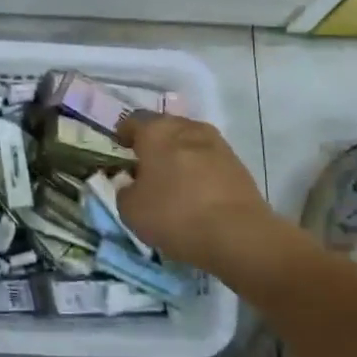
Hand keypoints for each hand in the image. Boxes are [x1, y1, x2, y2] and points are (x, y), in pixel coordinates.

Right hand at [116, 112, 274, 269]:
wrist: (238, 235)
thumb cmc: (174, 215)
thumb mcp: (130, 210)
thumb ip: (124, 189)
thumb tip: (130, 183)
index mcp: (156, 131)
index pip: (132, 121)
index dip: (123, 136)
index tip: (119, 152)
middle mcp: (186, 127)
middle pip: (163, 128)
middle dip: (153, 144)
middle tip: (145, 168)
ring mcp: (216, 143)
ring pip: (188, 142)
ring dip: (178, 156)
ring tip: (172, 181)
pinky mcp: (237, 163)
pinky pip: (208, 159)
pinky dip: (198, 170)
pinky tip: (195, 192)